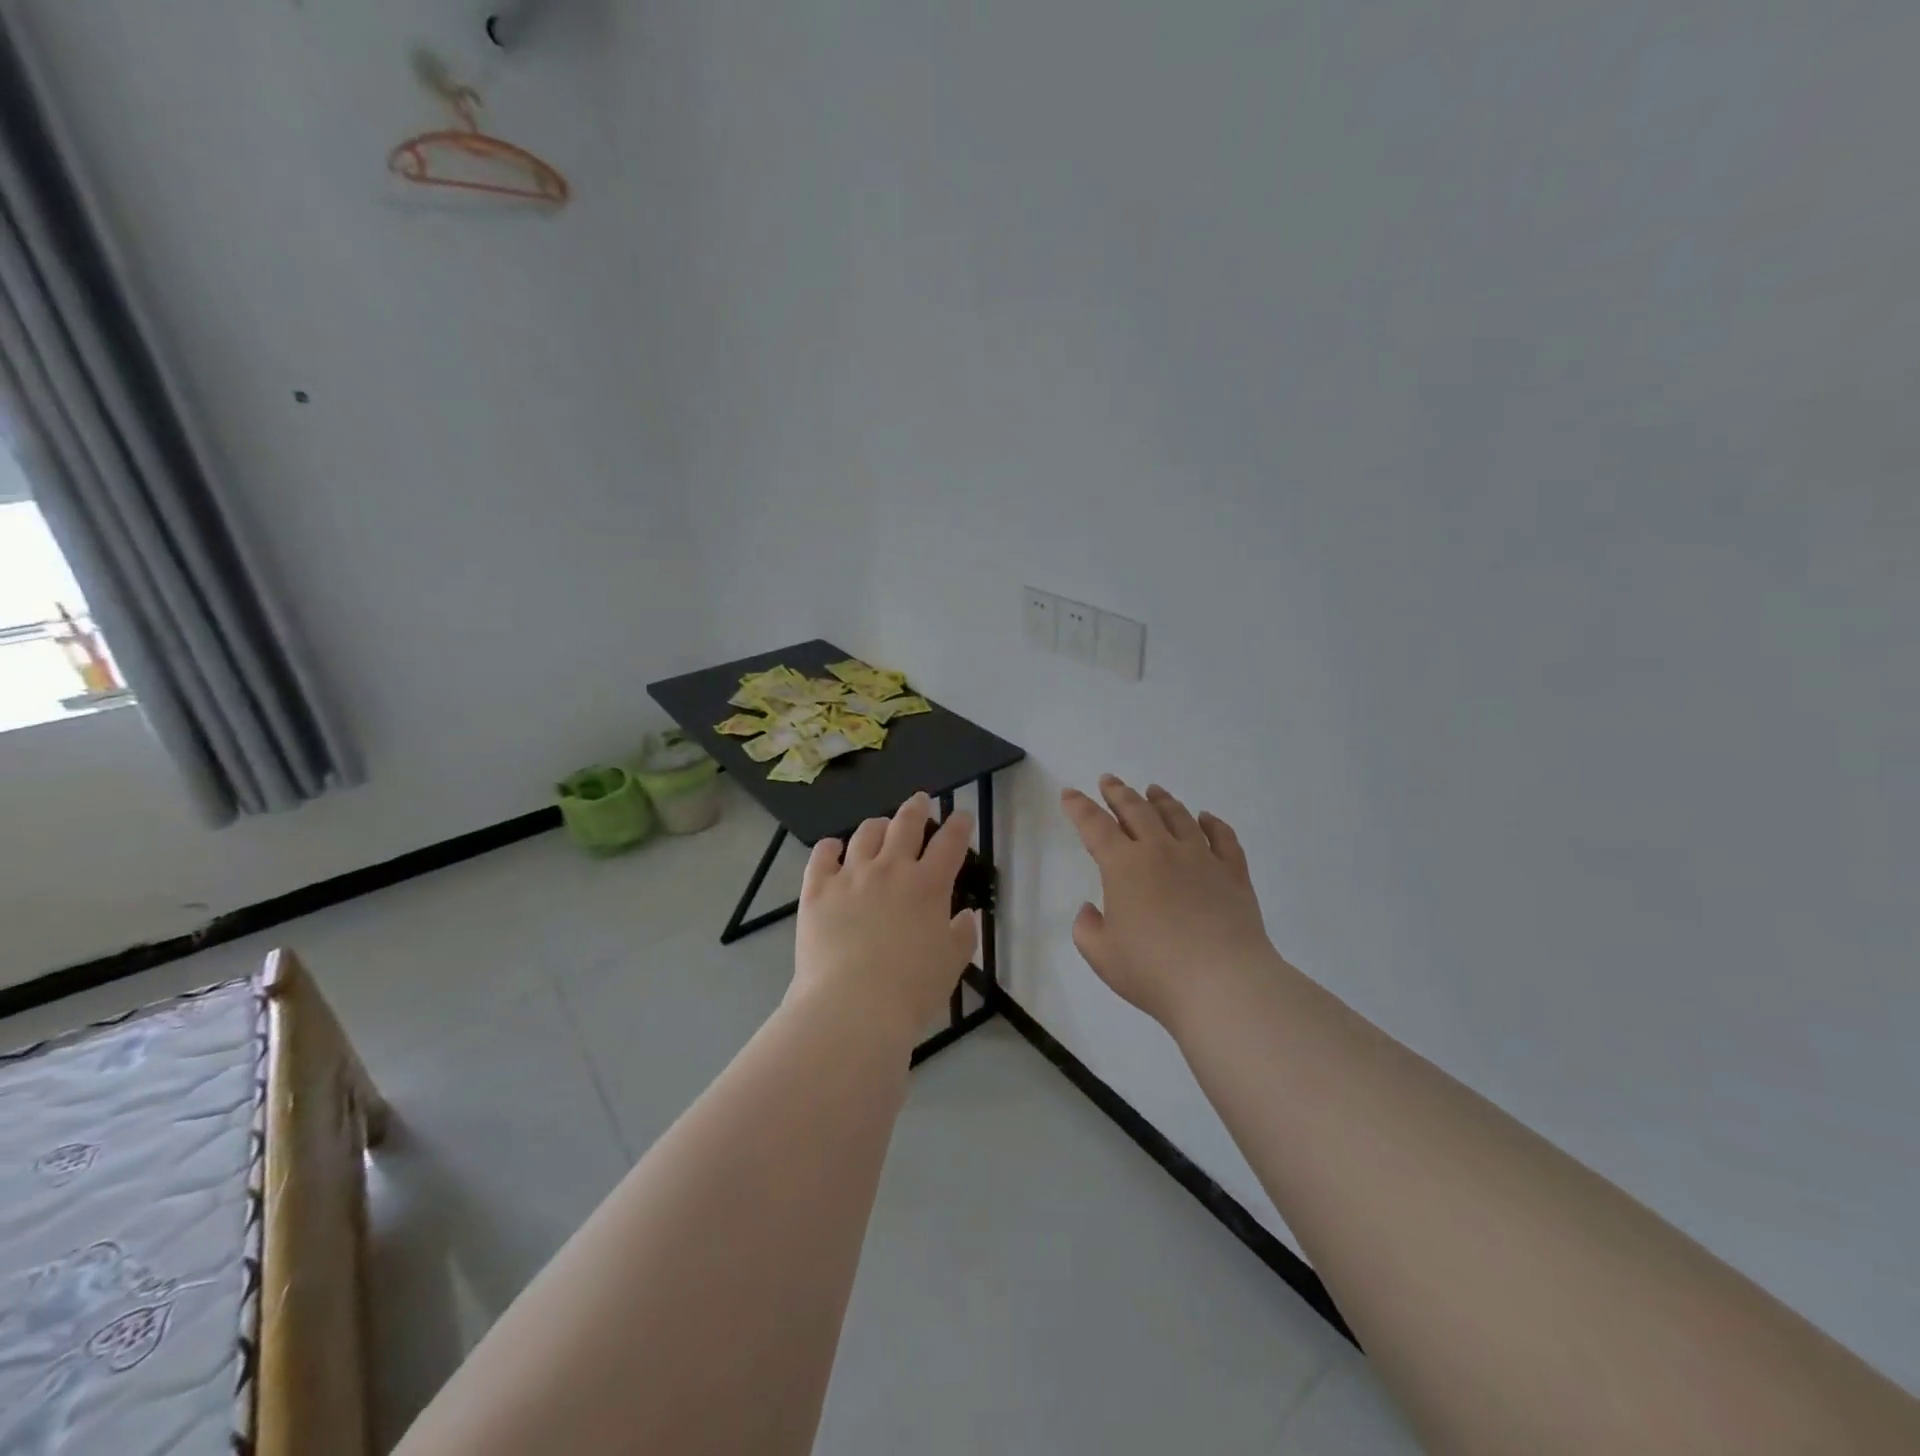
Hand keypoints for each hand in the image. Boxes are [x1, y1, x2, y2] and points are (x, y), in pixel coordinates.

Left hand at [791, 792, 978, 1040]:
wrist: (852, 1006)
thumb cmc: (911, 989)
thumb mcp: (951, 964)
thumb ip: (962, 935)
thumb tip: (966, 914)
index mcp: (928, 885)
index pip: (950, 842)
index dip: (958, 825)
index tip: (961, 815)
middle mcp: (891, 869)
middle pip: (906, 824)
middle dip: (917, 808)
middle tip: (921, 800)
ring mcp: (851, 875)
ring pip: (866, 833)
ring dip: (877, 824)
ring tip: (880, 825)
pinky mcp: (818, 889)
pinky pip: (822, 855)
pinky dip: (830, 847)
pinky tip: (833, 847)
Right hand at [1061, 775, 1279, 1027]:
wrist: (1223, 984)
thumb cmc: (1153, 971)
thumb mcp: (1102, 955)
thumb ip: (1087, 928)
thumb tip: (1091, 909)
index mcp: (1124, 866)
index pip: (1095, 826)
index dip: (1079, 807)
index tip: (1069, 792)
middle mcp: (1161, 851)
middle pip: (1137, 811)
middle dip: (1119, 793)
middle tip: (1109, 780)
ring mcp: (1202, 859)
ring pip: (1179, 817)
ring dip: (1162, 800)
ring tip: (1154, 790)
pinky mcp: (1233, 874)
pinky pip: (1223, 839)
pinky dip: (1213, 824)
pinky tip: (1207, 818)